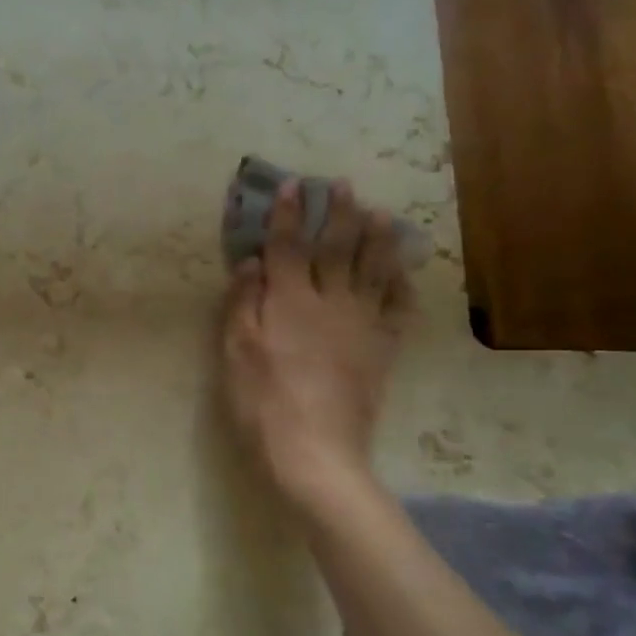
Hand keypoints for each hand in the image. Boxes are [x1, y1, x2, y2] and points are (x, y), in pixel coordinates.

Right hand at [221, 178, 412, 503]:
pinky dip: (400, 283)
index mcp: (288, 302)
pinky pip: (397, 307)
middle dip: (338, 213)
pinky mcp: (382, 348)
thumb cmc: (261, 401)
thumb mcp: (235, 352)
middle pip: (336, 248)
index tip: (292, 185)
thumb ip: (242, 303)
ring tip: (380, 213)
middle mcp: (329, 303)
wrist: (315, 450)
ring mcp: (362, 325)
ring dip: (376, 237)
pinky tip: (400, 270)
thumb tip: (252, 262)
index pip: (286, 247)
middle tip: (342, 185)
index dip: (287, 215)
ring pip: (373, 270)